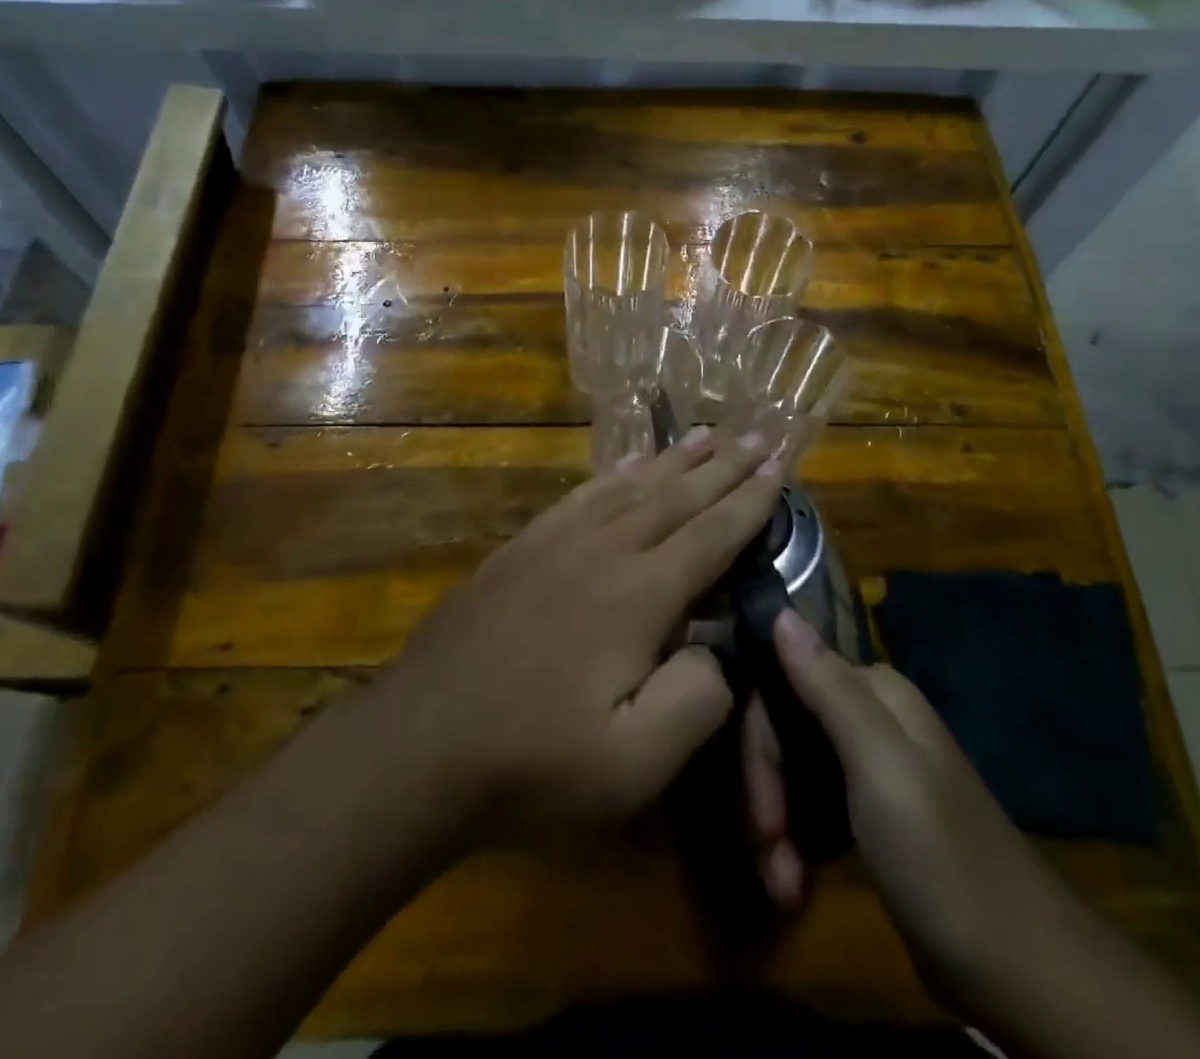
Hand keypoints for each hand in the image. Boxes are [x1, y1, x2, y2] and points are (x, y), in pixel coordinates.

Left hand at [377, 429, 782, 837]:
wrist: (420, 742)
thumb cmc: (534, 762)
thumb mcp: (634, 764)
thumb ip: (696, 700)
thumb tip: (720, 648)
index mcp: (639, 595)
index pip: (712, 535)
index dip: (750, 500)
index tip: (779, 465)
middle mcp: (603, 550)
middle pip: (677, 497)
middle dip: (723, 467)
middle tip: (757, 436)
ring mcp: (556, 542)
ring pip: (631, 486)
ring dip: (674, 460)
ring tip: (705, 435)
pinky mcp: (522, 547)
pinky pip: (582, 495)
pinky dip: (615, 474)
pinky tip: (628, 466)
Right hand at [744, 611, 1046, 978]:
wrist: (1024, 972)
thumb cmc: (941, 857)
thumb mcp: (880, 765)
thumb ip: (827, 686)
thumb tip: (780, 611)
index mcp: (874, 693)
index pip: (782, 685)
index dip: (760, 744)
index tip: (760, 813)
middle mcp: (870, 719)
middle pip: (785, 732)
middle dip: (766, 795)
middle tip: (768, 854)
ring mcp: (873, 770)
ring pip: (794, 774)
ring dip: (778, 829)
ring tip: (782, 887)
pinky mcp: (875, 819)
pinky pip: (814, 811)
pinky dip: (797, 846)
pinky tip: (795, 886)